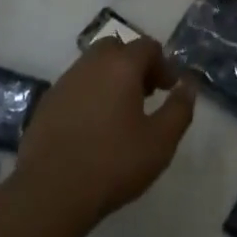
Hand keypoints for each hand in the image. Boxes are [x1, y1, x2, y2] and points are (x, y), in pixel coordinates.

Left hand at [14, 37, 195, 236]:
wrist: (51, 190)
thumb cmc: (113, 163)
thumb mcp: (160, 141)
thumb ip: (179, 109)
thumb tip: (189, 84)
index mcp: (120, 65)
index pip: (147, 46)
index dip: (163, 64)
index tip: (170, 88)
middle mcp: (91, 63)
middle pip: (117, 49)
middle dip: (135, 65)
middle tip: (146, 95)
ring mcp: (65, 80)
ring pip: (94, 66)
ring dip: (111, 79)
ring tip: (121, 113)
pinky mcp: (47, 101)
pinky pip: (76, 85)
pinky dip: (90, 94)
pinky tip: (94, 127)